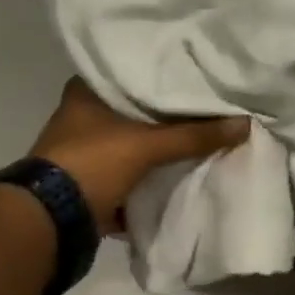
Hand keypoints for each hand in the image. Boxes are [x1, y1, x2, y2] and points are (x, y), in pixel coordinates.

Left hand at [30, 79, 249, 233]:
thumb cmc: (92, 164)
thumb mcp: (148, 146)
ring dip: (160, 142)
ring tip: (202, 132)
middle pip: (136, 107)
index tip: (195, 72)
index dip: (164, 72)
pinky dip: (152, 169)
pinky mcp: (92, 178)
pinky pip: (132, 167)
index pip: (132, 70)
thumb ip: (196, 135)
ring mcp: (85, 149)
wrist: (50, 223)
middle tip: (207, 103)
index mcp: (85, 92)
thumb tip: (245, 123)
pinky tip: (181, 165)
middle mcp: (82, 115)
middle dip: (168, 111)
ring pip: (135, 138)